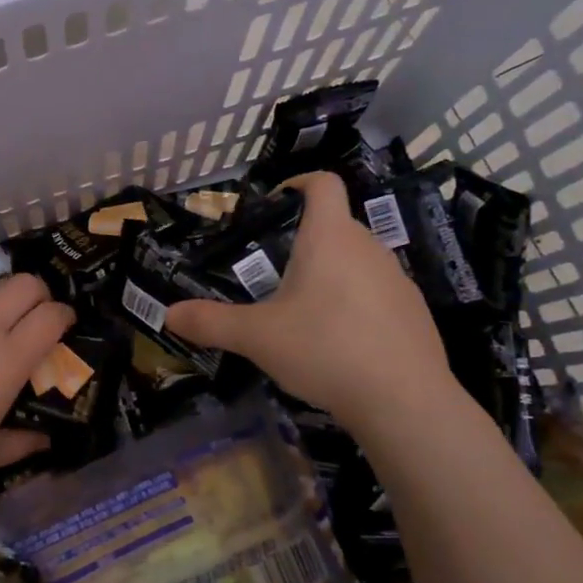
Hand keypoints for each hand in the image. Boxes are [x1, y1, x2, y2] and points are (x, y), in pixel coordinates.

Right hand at [165, 172, 454, 419]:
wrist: (404, 400)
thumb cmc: (324, 349)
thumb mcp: (256, 337)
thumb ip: (210, 322)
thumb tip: (168, 315)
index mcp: (329, 237)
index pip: (322, 184)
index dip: (299, 182)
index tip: (275, 202)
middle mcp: (368, 247)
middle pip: (336, 225)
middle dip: (304, 241)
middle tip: (272, 273)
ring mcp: (397, 278)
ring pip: (357, 261)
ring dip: (330, 274)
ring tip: (303, 312)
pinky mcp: (414, 310)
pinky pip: (377, 292)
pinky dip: (355, 303)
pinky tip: (340, 341)